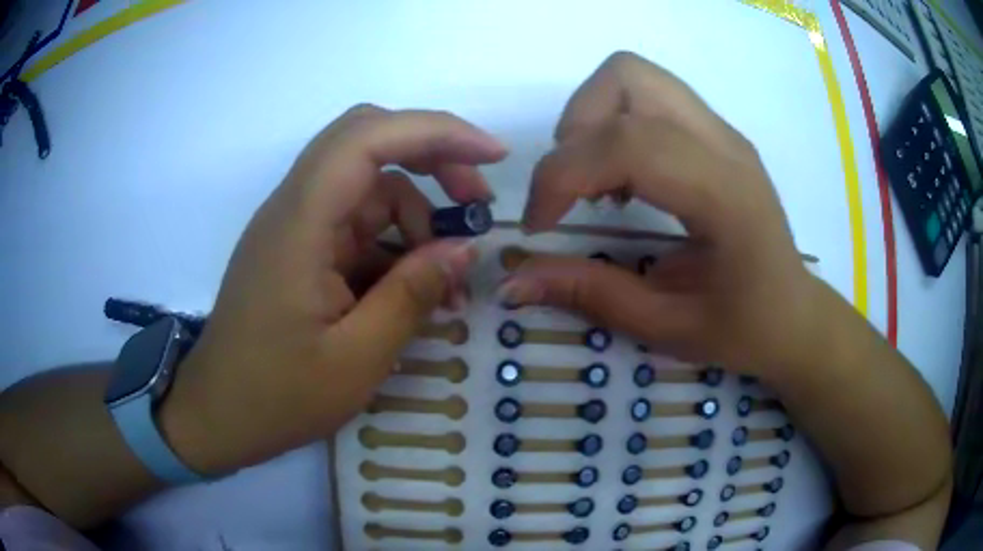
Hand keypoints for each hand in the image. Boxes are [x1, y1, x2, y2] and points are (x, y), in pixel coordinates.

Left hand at [161, 105, 505, 474]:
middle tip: (475, 203)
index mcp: (300, 223)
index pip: (368, 137)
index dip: (437, 132)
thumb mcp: (355, 360)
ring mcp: (294, 227)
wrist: (218, 415)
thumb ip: (411, 296)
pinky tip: (412, 288)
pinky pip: (355, 224)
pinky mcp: (298, 249)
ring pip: (367, 186)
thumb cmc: (277, 396)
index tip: (494, 156)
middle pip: (367, 142)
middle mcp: (294, 207)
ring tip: (448, 277)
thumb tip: (464, 250)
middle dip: (431, 159)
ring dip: (415, 216)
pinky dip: (393, 244)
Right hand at [501, 52, 819, 373]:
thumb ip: (590, 294)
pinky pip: (648, 97)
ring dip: (594, 118)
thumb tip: (512, 282)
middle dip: (576, 127)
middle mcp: (725, 144)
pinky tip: (627, 179)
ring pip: (633, 76)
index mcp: (725, 195)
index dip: (561, 176)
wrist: (794, 316)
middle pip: (626, 77)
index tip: (539, 227)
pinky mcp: (716, 134)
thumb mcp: (666, 327)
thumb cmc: (743, 329)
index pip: (627, 143)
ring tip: (599, 181)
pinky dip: (615, 124)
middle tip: (574, 189)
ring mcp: (723, 131)